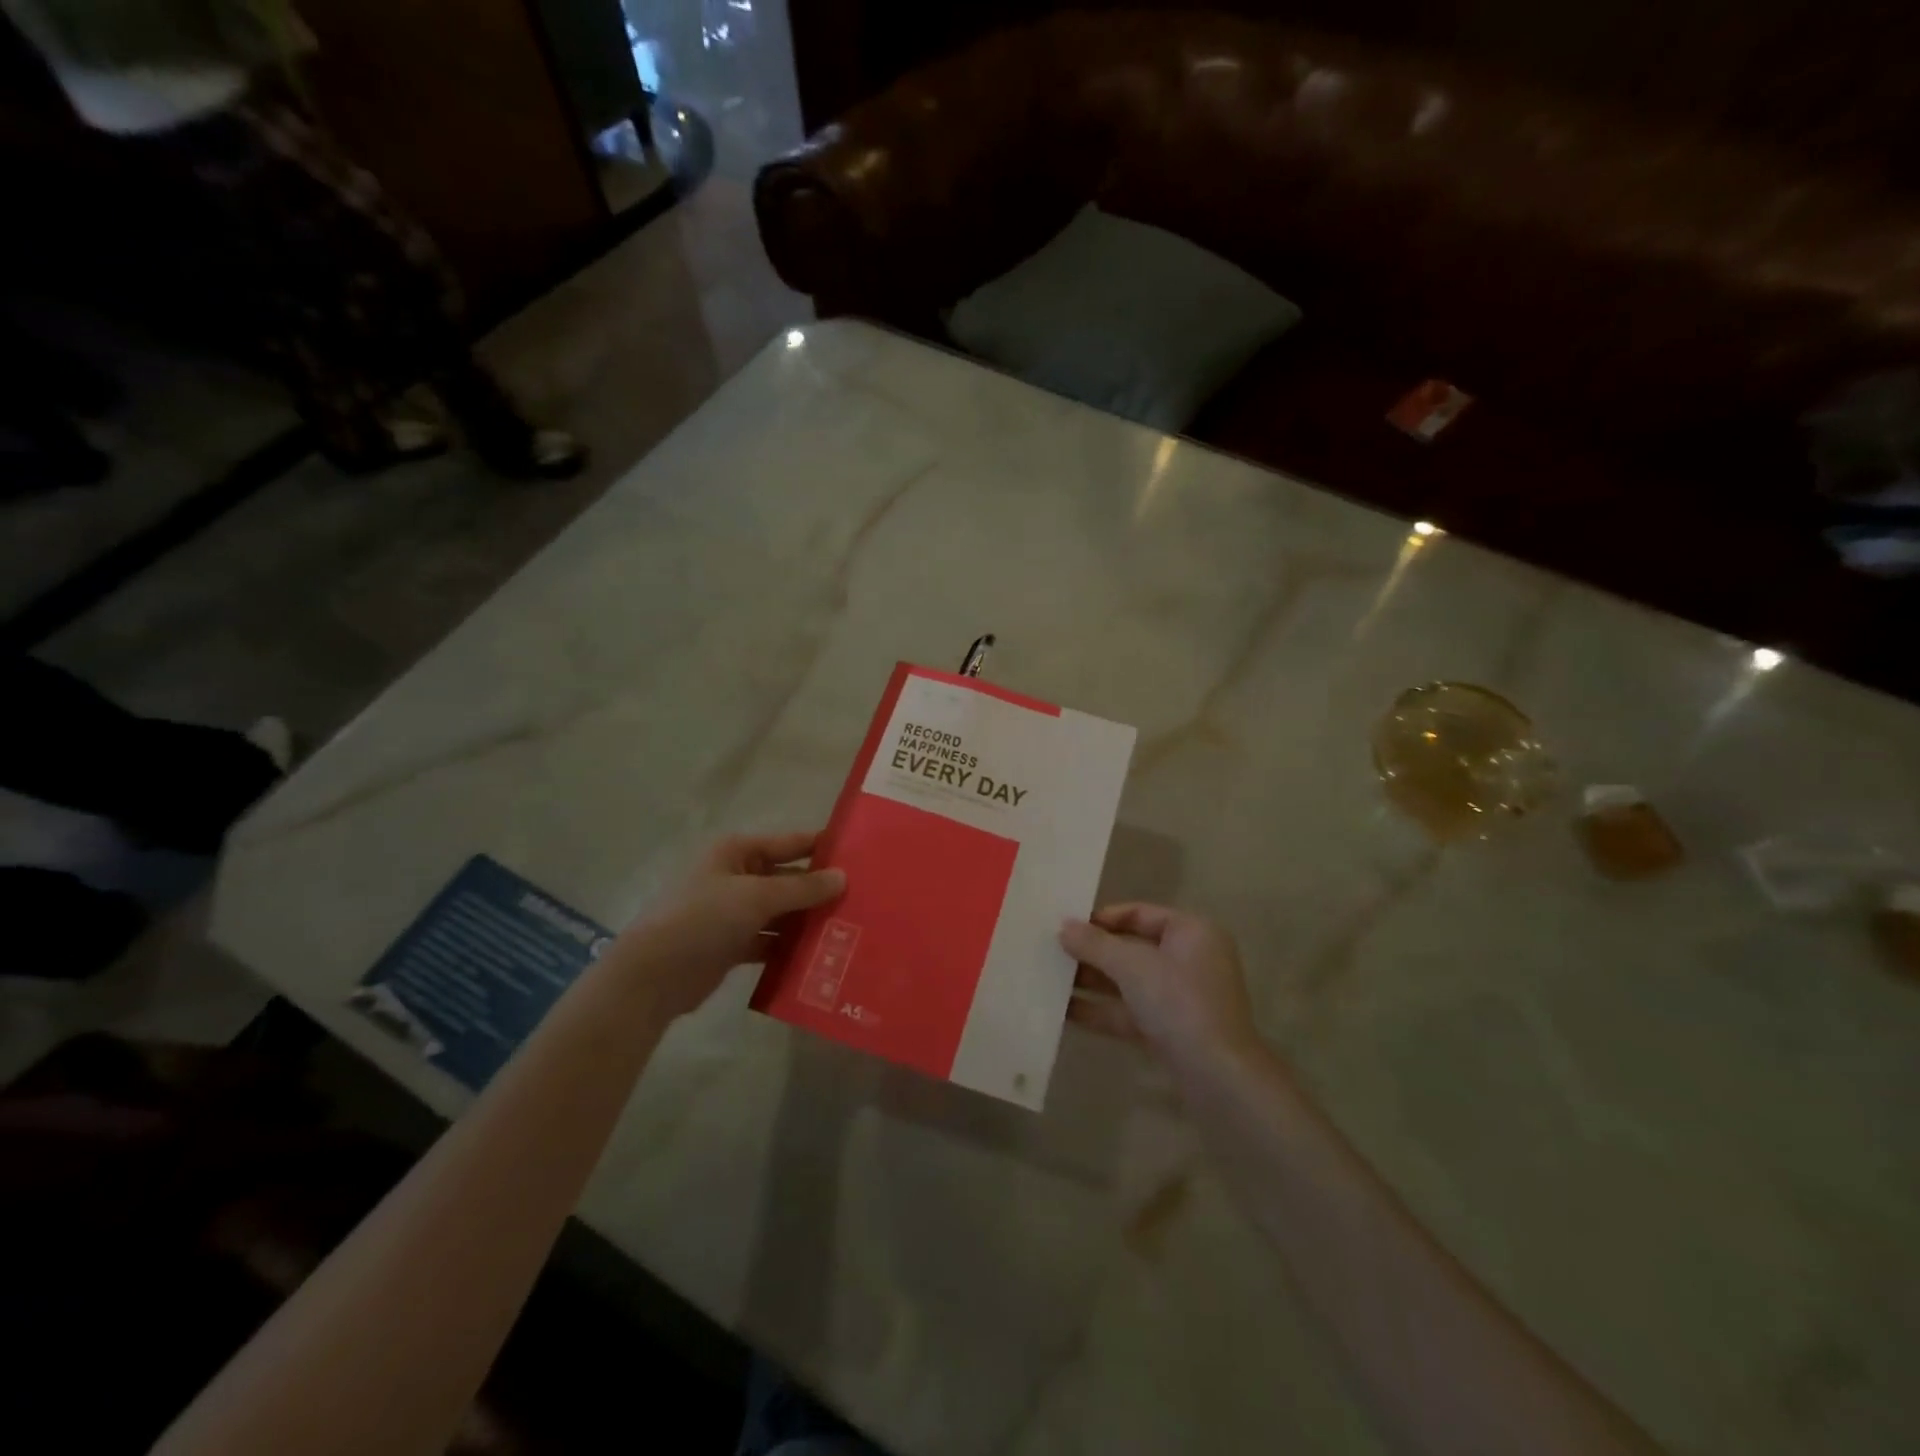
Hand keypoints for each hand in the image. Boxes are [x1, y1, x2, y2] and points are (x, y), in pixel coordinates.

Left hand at [615, 831, 844, 1018]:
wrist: (653, 976)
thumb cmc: (703, 919)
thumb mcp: (756, 896)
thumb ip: (802, 888)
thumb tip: (843, 877)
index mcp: (737, 852)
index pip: (789, 842)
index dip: (821, 846)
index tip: (860, 854)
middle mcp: (736, 876)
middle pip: (787, 878)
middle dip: (819, 890)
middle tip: (863, 900)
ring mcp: (732, 912)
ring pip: (780, 912)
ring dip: (807, 920)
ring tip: (849, 929)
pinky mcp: (731, 944)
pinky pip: (769, 940)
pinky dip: (789, 947)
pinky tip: (819, 956)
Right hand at [1059, 904, 1258, 1068]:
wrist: (1218, 1078)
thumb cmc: (1180, 1004)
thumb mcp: (1132, 966)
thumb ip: (1095, 944)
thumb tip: (1064, 926)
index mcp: (1191, 932)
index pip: (1139, 913)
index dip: (1102, 918)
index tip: (1067, 927)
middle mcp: (1188, 960)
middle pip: (1131, 948)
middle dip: (1092, 952)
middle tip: (1052, 952)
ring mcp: (1180, 998)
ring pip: (1128, 982)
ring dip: (1091, 981)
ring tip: (1049, 980)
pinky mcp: (1170, 1030)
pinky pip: (1129, 1011)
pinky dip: (1101, 1010)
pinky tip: (1063, 1012)